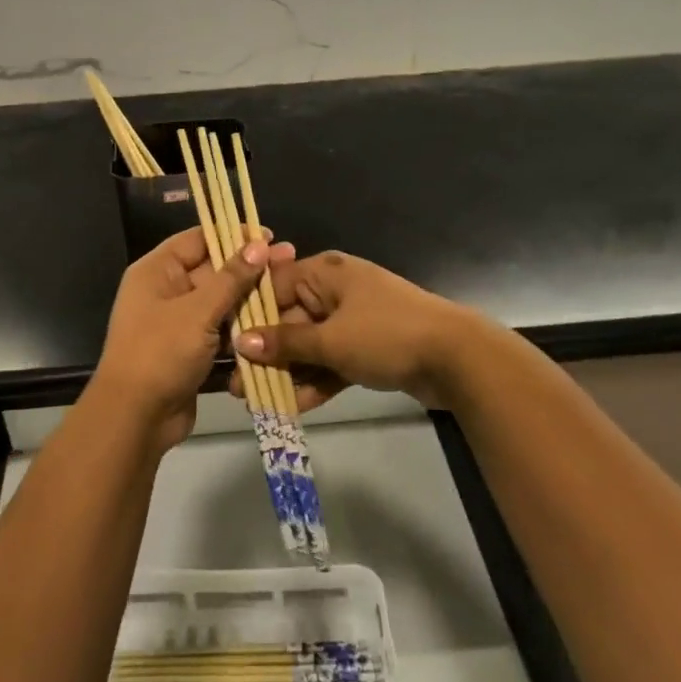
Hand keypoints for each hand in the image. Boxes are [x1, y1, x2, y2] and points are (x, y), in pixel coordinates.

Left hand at [93, 227, 294, 449]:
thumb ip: (231, 277)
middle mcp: (165, 290)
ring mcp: (177, 322)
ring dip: (250, 298)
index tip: (269, 235)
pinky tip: (275, 322)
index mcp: (157, 271)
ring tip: (289, 289)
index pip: (198, 239)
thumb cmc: (161, 352)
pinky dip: (242, 328)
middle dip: (249, 267)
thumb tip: (259, 244)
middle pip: (212, 269)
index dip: (233, 234)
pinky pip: (220, 330)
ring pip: (220, 301)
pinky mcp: (190, 350)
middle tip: (290, 259)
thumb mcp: (198, 310)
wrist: (135, 419)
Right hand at [231, 251, 495, 410]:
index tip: (224, 344)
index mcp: (324, 273)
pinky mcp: (367, 349)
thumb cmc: (386, 334)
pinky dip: (315, 381)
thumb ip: (286, 343)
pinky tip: (291, 408)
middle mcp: (335, 292)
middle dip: (265, 354)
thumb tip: (241, 342)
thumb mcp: (331, 339)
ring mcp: (352, 321)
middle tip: (238, 385)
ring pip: (310, 346)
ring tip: (256, 403)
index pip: (273, 287)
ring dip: (287, 373)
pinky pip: (331, 362)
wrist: (456, 358)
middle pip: (290, 320)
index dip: (248, 316)